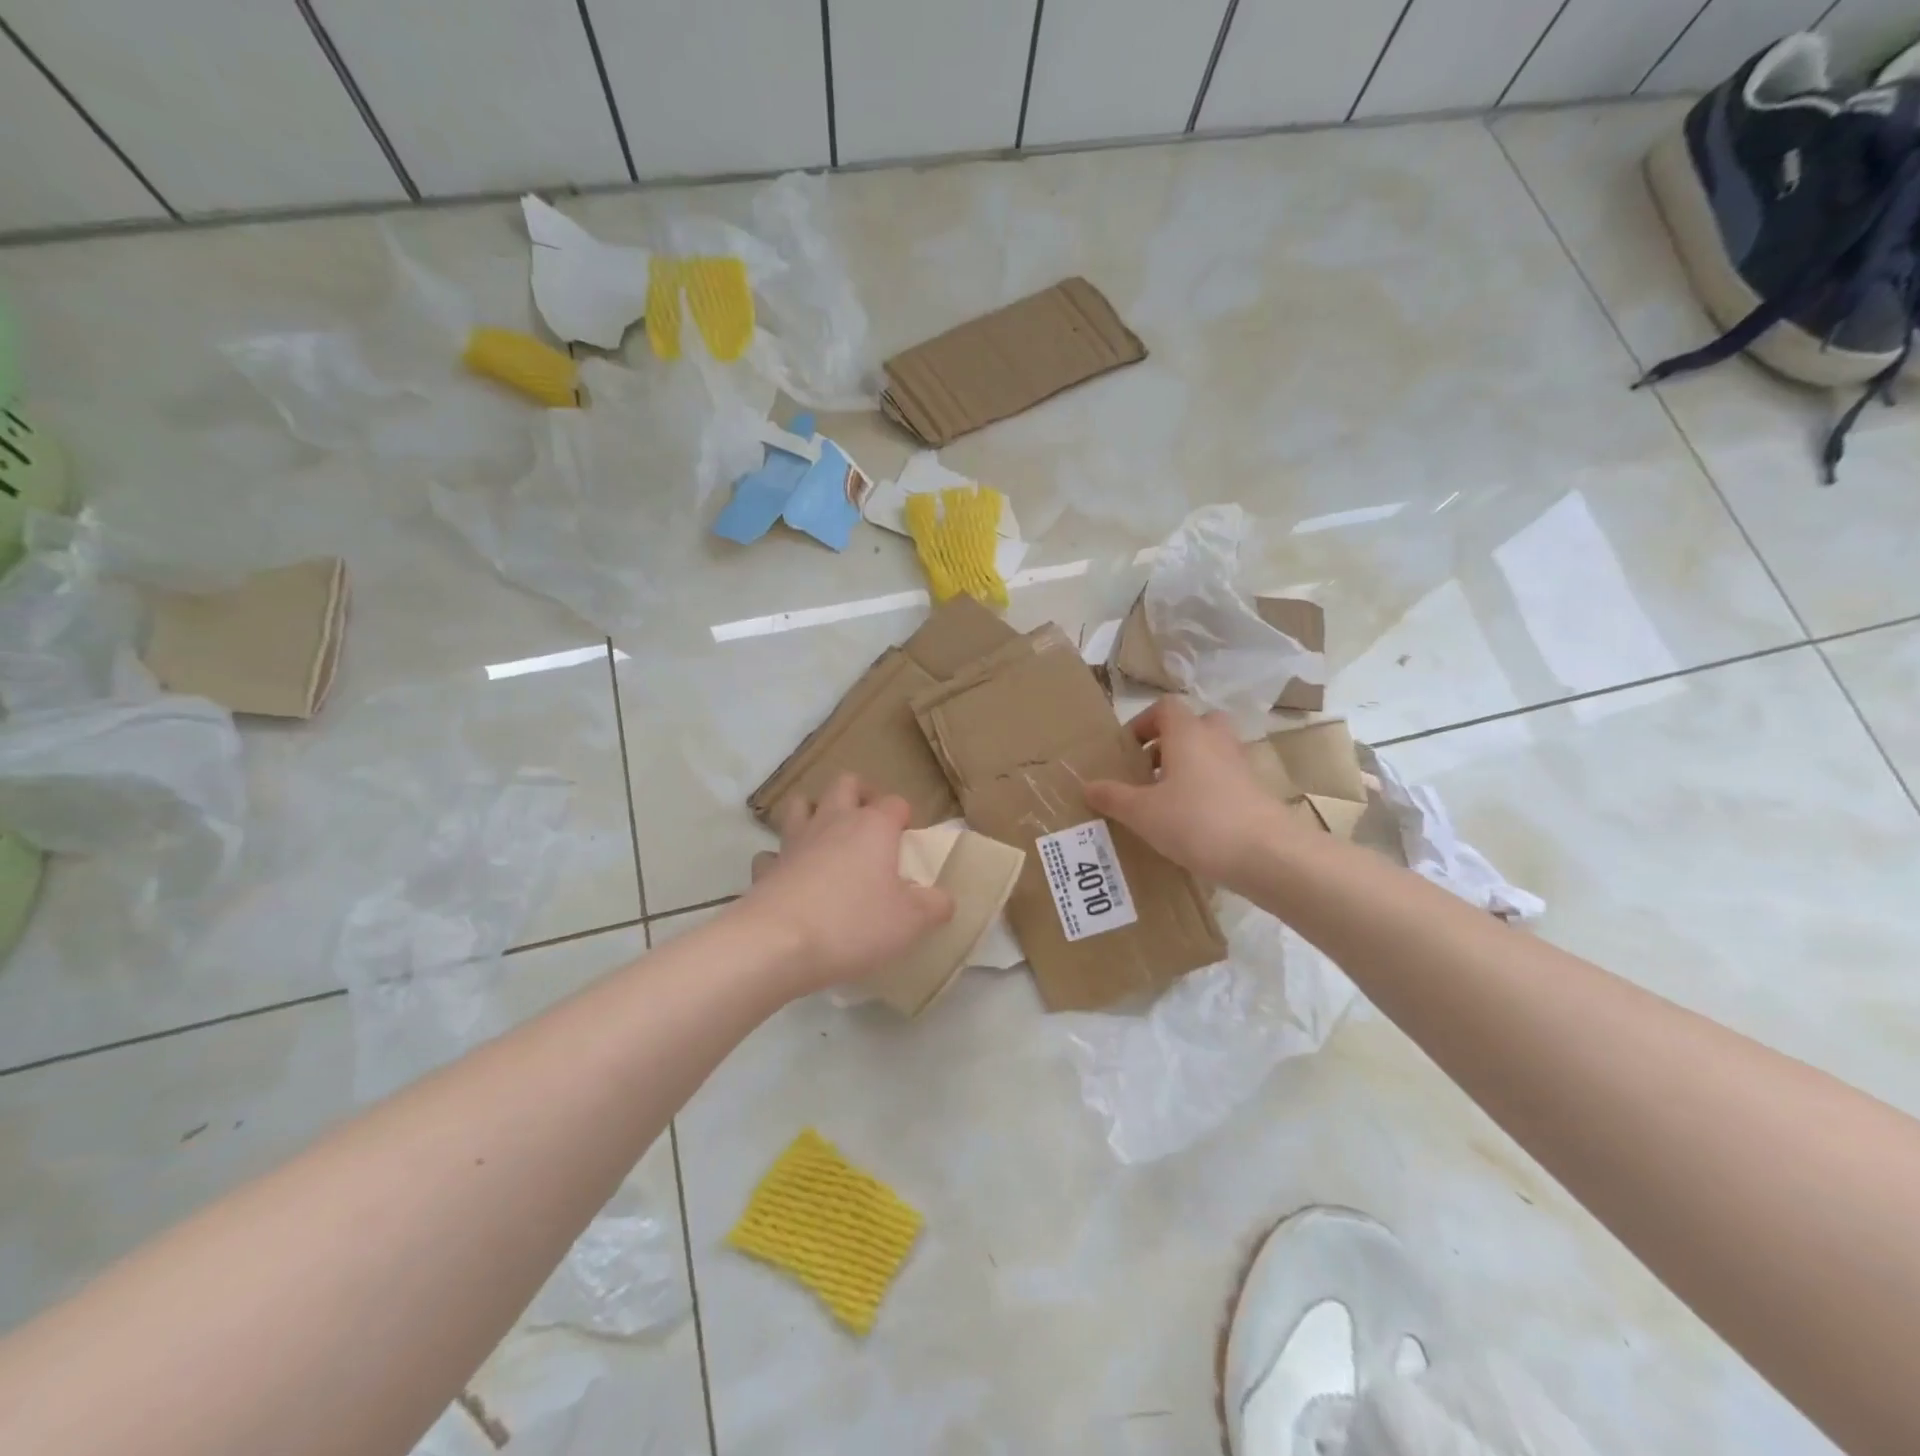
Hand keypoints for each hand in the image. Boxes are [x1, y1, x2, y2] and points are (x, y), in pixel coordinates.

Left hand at [743, 775, 952, 992]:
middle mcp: (833, 822)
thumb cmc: (854, 924)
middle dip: (859, 794)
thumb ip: (935, 905)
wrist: (778, 943)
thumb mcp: (911, 922)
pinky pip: (772, 853)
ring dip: (813, 813)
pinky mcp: (765, 868)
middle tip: (869, 822)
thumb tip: (944, 899)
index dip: (904, 817)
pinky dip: (781, 860)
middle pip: (845, 784)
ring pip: (800, 805)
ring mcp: (794, 842)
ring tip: (826, 838)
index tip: (907, 840)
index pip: (895, 802)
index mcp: (873, 826)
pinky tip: (790, 879)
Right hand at [1085, 698, 1298, 887]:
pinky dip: (1207, 791)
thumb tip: (1087, 786)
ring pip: (1211, 753)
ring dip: (1188, 768)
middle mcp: (1216, 740)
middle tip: (1149, 771)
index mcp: (1187, 733)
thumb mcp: (1143, 813)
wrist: (1267, 855)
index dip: (1143, 723)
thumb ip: (1113, 797)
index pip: (1165, 707)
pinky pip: (1225, 779)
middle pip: (1194, 725)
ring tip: (1166, 801)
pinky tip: (1192, 823)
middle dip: (1170, 743)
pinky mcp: (1256, 792)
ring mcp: (1241, 765)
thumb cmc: (1197, 822)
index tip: (1126, 751)